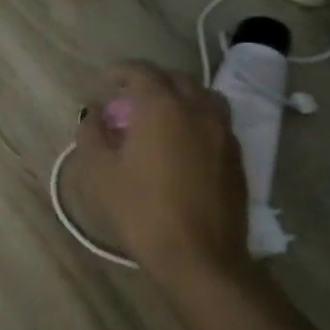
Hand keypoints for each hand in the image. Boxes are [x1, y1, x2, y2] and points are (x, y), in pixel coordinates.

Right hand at [75, 61, 250, 282]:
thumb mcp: (101, 173)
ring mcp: (223, 132)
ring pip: (202, 96)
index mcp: (163, 107)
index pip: (141, 71)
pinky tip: (181, 143)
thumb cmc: (142, 211)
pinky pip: (215, 121)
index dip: (120, 71)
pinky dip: (195, 118)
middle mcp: (198, 109)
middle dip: (150, 81)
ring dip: (179, 96)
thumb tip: (94, 113)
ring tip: (160, 116)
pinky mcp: (237, 156)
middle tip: (128, 99)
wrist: (201, 258)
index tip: (105, 81)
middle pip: (175, 78)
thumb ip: (92, 134)